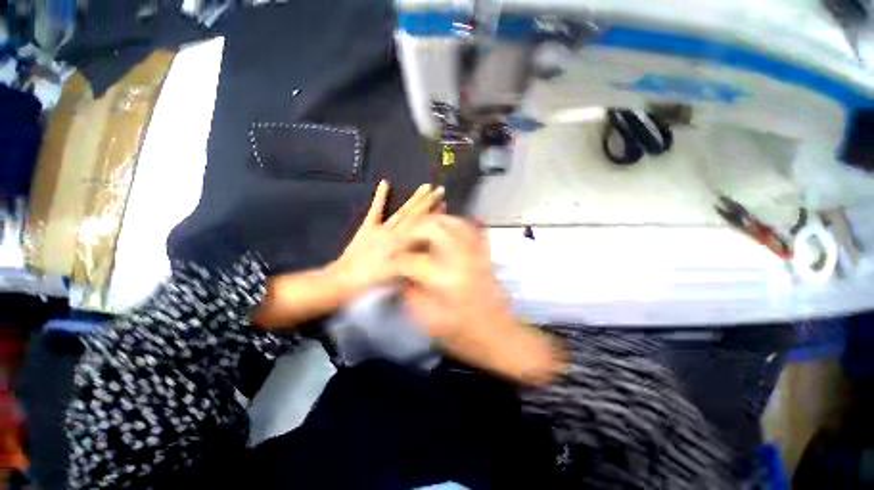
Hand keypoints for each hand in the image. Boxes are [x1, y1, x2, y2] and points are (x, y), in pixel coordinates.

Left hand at [254, 181, 442, 328]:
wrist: (345, 282)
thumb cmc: (374, 283)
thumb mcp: (399, 276)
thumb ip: (414, 260)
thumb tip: (429, 248)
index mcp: (402, 245)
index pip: (422, 227)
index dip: (435, 215)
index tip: (445, 203)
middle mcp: (394, 234)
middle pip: (414, 216)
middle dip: (429, 202)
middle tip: (440, 189)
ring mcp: (381, 229)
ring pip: (401, 212)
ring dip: (414, 199)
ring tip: (425, 186)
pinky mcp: (368, 228)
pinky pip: (375, 211)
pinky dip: (379, 197)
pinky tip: (385, 183)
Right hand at [398, 216, 565, 385]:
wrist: (500, 335)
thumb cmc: (465, 335)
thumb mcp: (430, 322)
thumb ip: (411, 295)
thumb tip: (401, 276)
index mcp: (446, 280)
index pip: (411, 260)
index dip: (395, 261)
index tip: (387, 264)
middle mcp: (461, 259)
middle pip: (432, 228)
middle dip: (410, 231)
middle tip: (401, 242)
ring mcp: (475, 253)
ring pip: (452, 221)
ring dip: (431, 222)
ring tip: (418, 231)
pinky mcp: (484, 253)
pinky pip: (469, 228)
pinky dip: (453, 224)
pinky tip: (443, 229)